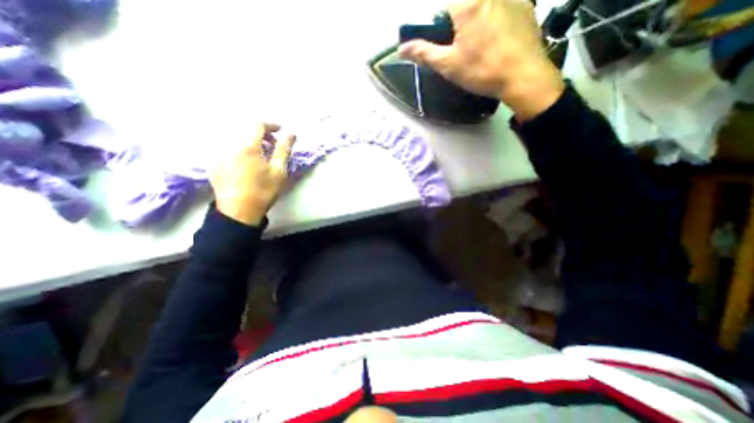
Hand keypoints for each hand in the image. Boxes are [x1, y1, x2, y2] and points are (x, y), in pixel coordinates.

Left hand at [212, 122, 297, 225]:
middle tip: (273, 145)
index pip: (258, 124)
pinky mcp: (214, 163)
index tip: (281, 131)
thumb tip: (291, 133)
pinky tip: (247, 163)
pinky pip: (228, 148)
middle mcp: (230, 145)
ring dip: (251, 142)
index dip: (271, 125)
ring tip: (261, 155)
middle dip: (262, 134)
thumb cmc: (263, 190)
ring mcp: (219, 154)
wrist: (239, 211)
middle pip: (245, 130)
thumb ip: (284, 149)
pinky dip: (240, 149)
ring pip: (236, 139)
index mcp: (247, 146)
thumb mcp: (279, 170)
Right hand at [400, 0, 565, 119]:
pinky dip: (496, 21)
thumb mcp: (449, 66)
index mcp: (468, 5)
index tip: (447, 44)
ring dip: (478, 24)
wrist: (523, 77)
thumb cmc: (482, 71)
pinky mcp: (527, 5)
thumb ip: (425, 53)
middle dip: (460, 25)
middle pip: (465, 6)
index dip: (442, 25)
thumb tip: (402, 48)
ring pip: (484, 7)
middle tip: (465, 48)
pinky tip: (499, 42)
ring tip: (483, 47)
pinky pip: (503, 8)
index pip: (445, 7)